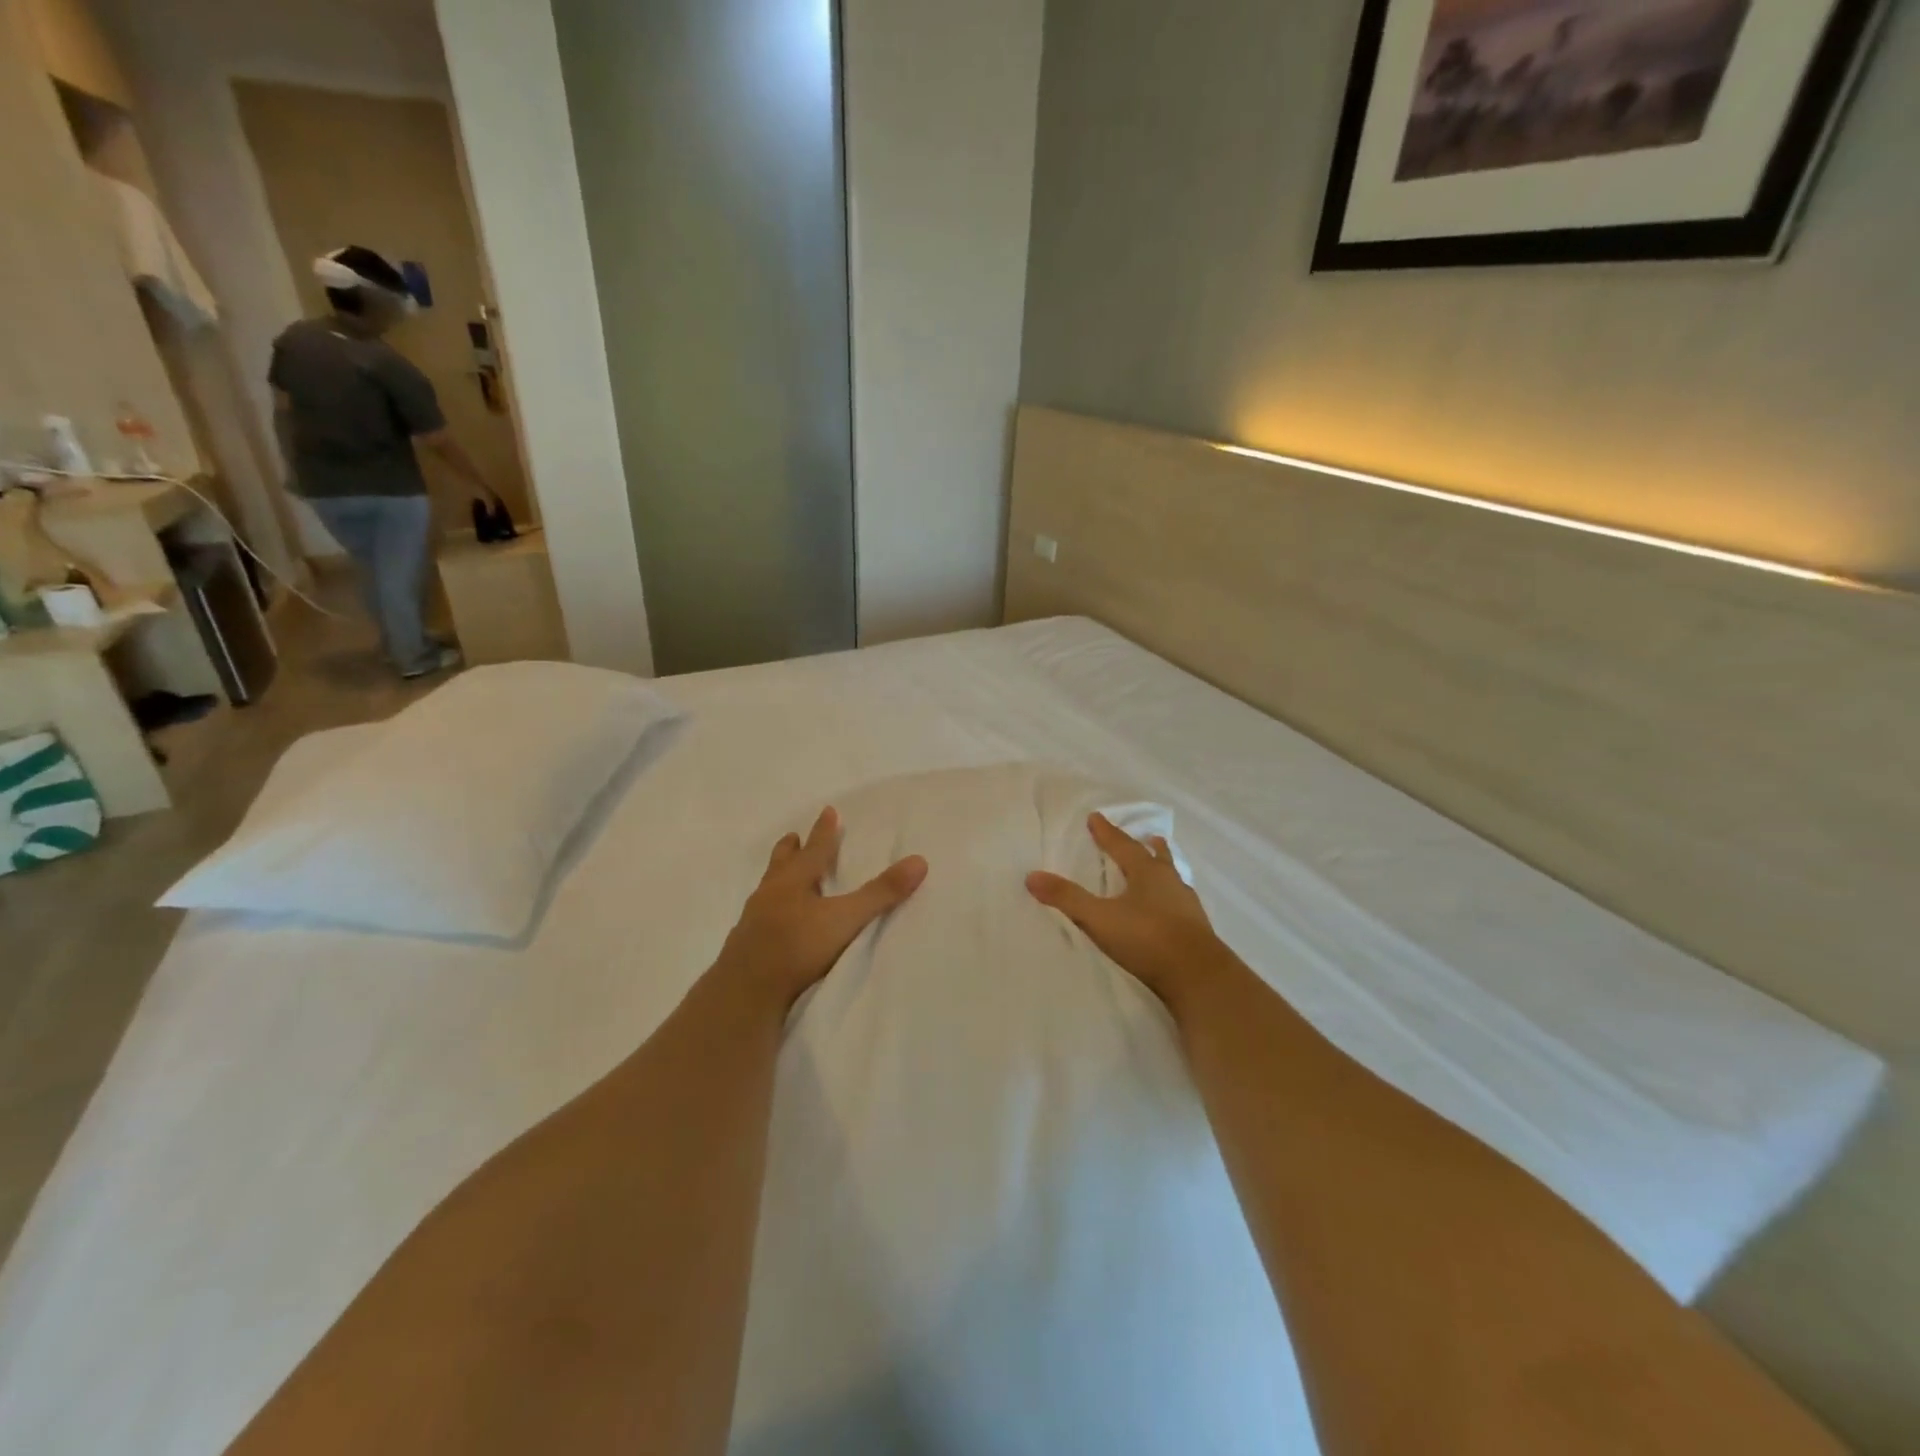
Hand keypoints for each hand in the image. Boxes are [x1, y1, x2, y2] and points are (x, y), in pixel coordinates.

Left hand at [715, 807, 926, 1011]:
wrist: (746, 991)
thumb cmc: (797, 947)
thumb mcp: (846, 919)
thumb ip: (881, 893)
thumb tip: (919, 861)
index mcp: (794, 881)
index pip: (814, 849)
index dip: (824, 831)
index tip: (828, 811)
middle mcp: (771, 893)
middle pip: (781, 863)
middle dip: (791, 848)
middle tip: (794, 836)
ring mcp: (753, 919)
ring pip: (767, 888)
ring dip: (777, 878)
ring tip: (782, 876)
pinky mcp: (744, 945)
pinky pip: (758, 917)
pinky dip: (768, 909)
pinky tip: (771, 921)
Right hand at [1027, 813, 1233, 1013]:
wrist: (1198, 976)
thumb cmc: (1147, 938)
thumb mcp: (1099, 918)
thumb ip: (1067, 898)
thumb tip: (1032, 876)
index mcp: (1147, 873)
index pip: (1122, 846)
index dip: (1106, 832)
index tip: (1095, 817)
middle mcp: (1170, 883)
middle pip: (1157, 858)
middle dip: (1146, 847)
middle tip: (1148, 837)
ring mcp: (1187, 906)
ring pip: (1173, 879)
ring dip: (1164, 870)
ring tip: (1162, 866)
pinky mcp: (1196, 930)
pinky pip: (1180, 904)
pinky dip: (1171, 898)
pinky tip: (1171, 909)